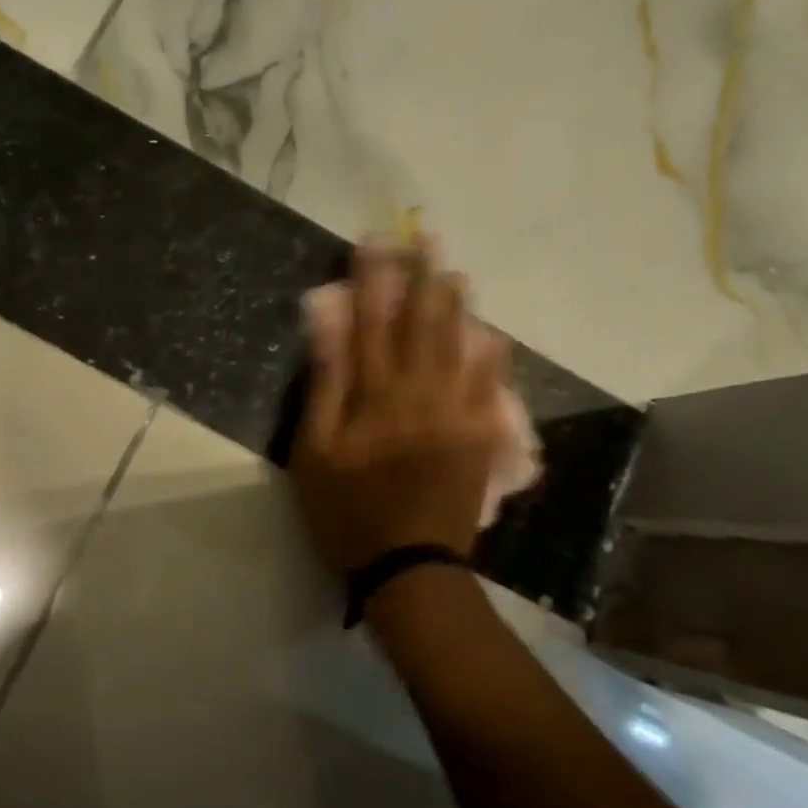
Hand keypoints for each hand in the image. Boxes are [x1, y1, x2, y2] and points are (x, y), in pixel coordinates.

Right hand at [291, 245, 508, 576]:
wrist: (410, 566)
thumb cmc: (348, 512)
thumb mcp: (315, 452)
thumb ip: (325, 384)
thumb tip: (327, 324)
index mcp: (377, 396)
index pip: (371, 323)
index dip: (371, 279)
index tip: (373, 242)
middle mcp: (422, 393)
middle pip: (423, 324)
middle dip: (423, 278)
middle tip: (427, 240)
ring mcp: (458, 413)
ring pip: (461, 346)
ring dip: (457, 307)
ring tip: (457, 273)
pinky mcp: (481, 437)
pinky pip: (491, 386)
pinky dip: (491, 356)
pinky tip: (491, 335)